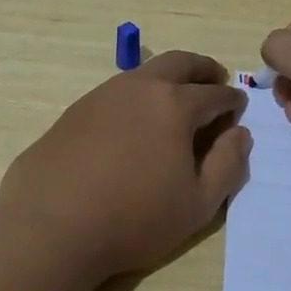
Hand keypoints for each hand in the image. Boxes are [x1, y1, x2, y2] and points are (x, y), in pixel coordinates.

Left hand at [0, 50, 251, 278]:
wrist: (51, 227)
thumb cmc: (134, 219)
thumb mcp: (198, 204)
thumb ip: (228, 165)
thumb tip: (240, 134)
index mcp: (175, 105)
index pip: (215, 94)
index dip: (232, 101)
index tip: (238, 109)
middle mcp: (139, 88)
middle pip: (180, 63)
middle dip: (203, 69)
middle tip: (215, 81)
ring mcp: (102, 95)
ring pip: (144, 73)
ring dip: (168, 79)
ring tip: (176, 102)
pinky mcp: (74, 111)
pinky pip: (116, 93)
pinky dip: (137, 97)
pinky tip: (134, 124)